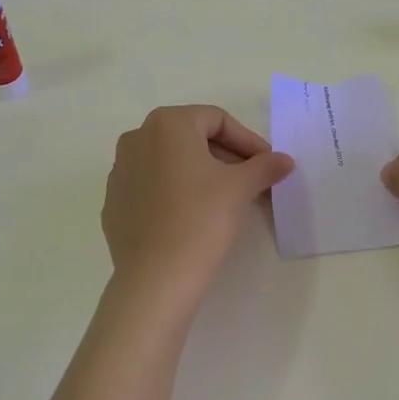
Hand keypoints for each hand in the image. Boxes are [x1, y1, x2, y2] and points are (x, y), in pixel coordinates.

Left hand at [101, 105, 294, 314]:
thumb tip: (284, 160)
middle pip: (192, 138)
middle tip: (252, 181)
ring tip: (225, 199)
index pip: (217, 120)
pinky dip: (174, 193)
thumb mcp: (240, 188)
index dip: (247, 140)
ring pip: (170, 162)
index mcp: (167, 124)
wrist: (156, 279)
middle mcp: (137, 138)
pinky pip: (151, 187)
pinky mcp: (114, 202)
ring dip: (200, 173)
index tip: (268, 164)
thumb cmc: (201, 219)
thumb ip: (264, 166)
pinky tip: (192, 217)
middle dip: (225, 156)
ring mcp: (120, 171)